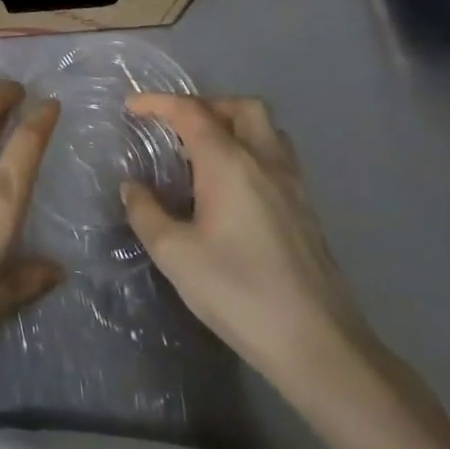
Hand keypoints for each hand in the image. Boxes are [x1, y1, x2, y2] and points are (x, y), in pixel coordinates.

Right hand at [122, 94, 377, 390]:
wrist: (318, 345)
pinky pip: (277, 158)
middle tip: (175, 126)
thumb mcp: (174, 254)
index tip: (131, 106)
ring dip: (232, 125)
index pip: (192, 113)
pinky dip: (249, 152)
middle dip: (205, 105)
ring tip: (202, 152)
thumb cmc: (238, 292)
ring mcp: (293, 185)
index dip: (159, 103)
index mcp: (230, 164)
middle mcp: (265, 162)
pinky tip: (230, 188)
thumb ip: (146, 212)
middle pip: (241, 107)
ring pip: (267, 130)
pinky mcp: (306, 210)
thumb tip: (133, 187)